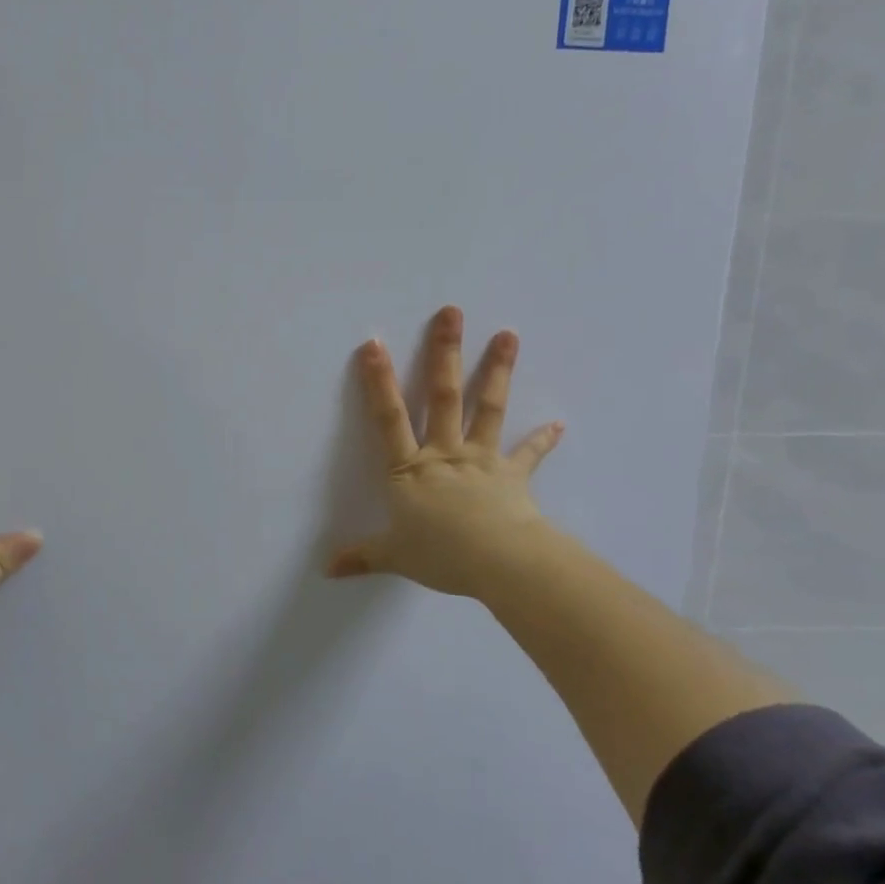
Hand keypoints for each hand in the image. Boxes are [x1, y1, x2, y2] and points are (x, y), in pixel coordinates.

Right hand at [326, 306, 562, 601]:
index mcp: (410, 470)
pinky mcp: (512, 476)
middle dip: (444, 353)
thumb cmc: (440, 554)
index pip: (388, 418)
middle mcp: (444, 454)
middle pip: (443, 396)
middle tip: (452, 313)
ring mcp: (481, 460)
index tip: (374, 344)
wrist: (498, 562)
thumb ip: (361, 557)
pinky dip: (543, 440)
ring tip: (508, 334)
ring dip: (497, 370)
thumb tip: (325, 570)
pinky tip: (559, 424)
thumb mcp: (393, 556)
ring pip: (487, 408)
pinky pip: (528, 455)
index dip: (378, 381)